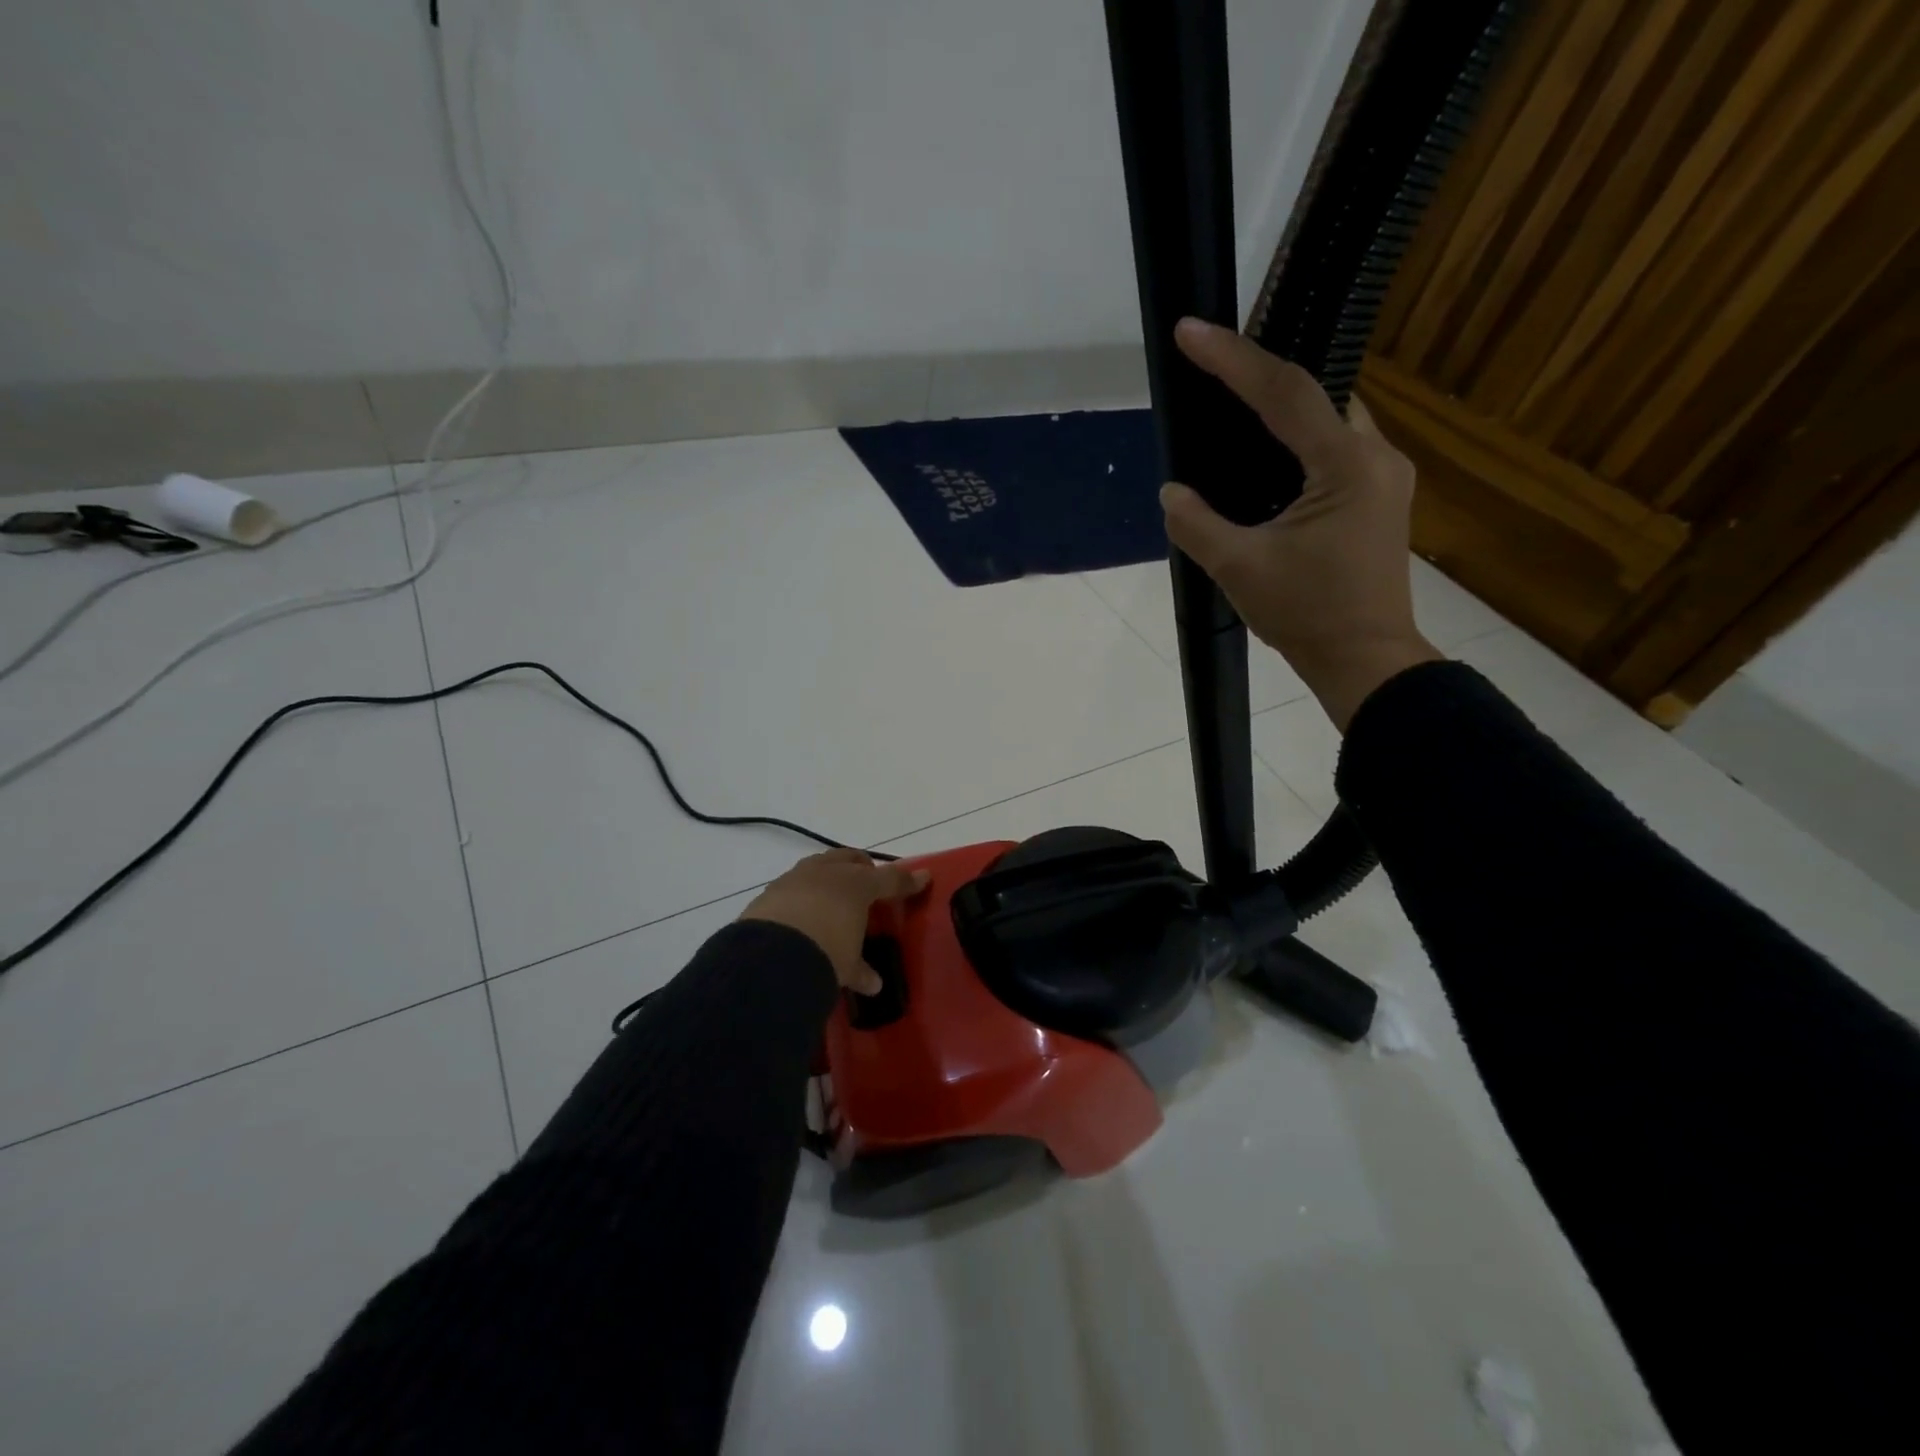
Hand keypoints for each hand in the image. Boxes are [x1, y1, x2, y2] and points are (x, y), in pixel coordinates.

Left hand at [741, 848, 931, 994]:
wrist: (772, 953)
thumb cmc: (826, 951)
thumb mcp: (848, 964)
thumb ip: (860, 969)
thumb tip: (874, 984)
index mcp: (856, 884)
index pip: (889, 878)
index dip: (907, 880)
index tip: (923, 878)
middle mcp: (827, 873)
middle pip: (849, 858)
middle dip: (861, 866)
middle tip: (867, 879)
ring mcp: (796, 878)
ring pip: (818, 866)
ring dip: (828, 876)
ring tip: (831, 893)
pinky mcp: (769, 891)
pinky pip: (792, 884)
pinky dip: (801, 894)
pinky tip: (800, 911)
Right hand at [1160, 317, 1442, 730]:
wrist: (1365, 660)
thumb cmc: (1305, 615)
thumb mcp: (1238, 569)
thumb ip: (1196, 523)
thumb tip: (1171, 492)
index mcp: (1345, 466)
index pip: (1284, 393)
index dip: (1233, 359)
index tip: (1191, 332)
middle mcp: (1376, 457)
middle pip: (1317, 392)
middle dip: (1263, 376)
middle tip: (1213, 367)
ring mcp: (1386, 477)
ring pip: (1331, 418)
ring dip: (1285, 407)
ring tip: (1234, 405)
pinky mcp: (1381, 498)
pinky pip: (1338, 447)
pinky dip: (1301, 439)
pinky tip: (1270, 455)